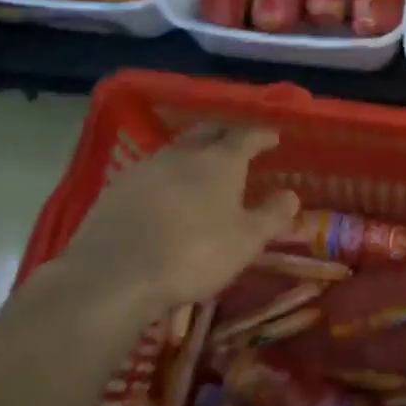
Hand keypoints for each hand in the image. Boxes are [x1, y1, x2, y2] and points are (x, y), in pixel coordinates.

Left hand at [17, 127, 298, 334]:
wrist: (115, 275)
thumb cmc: (193, 255)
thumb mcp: (246, 242)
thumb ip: (272, 215)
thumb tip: (291, 194)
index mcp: (220, 161)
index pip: (247, 134)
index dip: (262, 133)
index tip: (273, 136)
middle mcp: (184, 153)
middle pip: (209, 130)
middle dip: (226, 132)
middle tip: (238, 142)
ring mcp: (147, 166)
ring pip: (178, 148)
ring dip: (195, 151)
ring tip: (204, 165)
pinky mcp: (118, 186)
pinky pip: (152, 169)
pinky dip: (168, 173)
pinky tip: (167, 190)